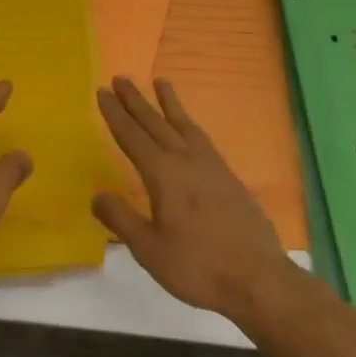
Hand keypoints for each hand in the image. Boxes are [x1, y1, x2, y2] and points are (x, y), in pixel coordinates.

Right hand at [93, 77, 300, 325]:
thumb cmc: (198, 266)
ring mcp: (210, 165)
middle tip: (121, 78)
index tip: (102, 91)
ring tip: (160, 82)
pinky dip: (189, 123)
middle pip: (155, 122)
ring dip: (168, 103)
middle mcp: (185, 160)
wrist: (258, 278)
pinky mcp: (228, 176)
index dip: (115, 114)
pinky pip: (201, 137)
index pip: (132, 136)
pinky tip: (189, 127)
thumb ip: (121, 219)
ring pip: (183, 124)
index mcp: (163, 174)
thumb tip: (97, 195)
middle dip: (136, 100)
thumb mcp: (149, 249)